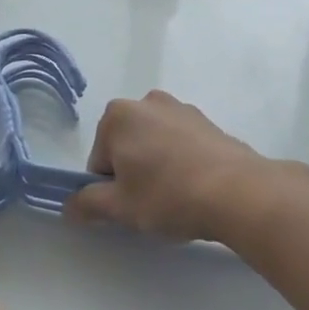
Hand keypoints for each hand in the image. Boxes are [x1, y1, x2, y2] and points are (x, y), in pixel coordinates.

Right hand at [64, 90, 283, 244]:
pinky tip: (197, 188)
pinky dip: (182, 163)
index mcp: (117, 115)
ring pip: (154, 145)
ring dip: (157, 167)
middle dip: (133, 173)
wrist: (239, 192)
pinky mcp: (209, 122)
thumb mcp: (120, 207)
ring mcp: (181, 109)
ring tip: (178, 197)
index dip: (110, 188)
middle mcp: (147, 102)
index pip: (99, 160)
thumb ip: (87, 204)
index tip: (130, 206)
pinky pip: (181, 144)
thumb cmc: (168, 195)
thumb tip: (69, 206)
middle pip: (125, 147)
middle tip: (151, 203)